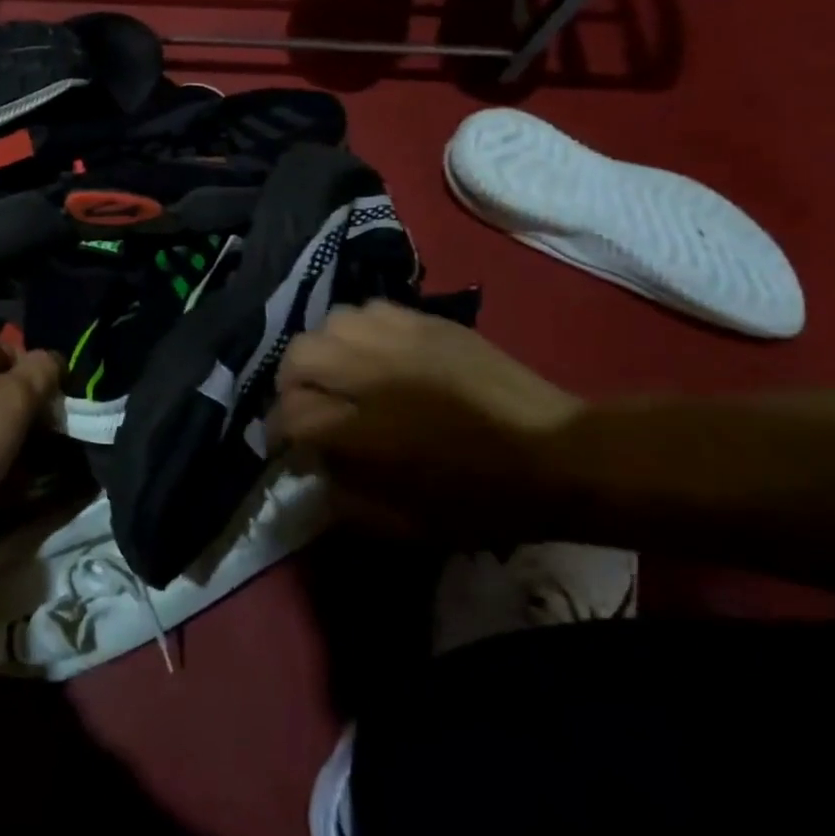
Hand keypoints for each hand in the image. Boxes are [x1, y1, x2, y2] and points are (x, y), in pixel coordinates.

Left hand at [0, 334, 61, 519]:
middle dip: (22, 410)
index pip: (2, 345)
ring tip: (33, 468)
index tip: (52, 389)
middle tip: (48, 433)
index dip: (29, 362)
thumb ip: (40, 373)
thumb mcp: (16, 396)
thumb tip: (54, 358)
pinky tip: (3, 490)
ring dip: (7, 444)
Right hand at [271, 301, 581, 534]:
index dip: (279, 434)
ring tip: (341, 373)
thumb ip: (344, 501)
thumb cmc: (479, 500)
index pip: (289, 416)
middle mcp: (367, 374)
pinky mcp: (424, 320)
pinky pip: (369, 310)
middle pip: (297, 358)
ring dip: (324, 352)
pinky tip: (374, 352)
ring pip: (329, 325)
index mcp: (360, 430)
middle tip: (310, 405)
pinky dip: (359, 330)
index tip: (290, 449)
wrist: (555, 453)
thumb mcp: (405, 525)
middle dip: (292, 385)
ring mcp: (396, 339)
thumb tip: (311, 476)